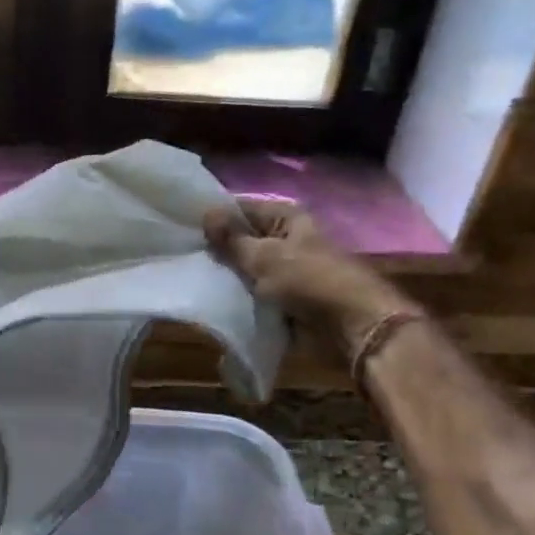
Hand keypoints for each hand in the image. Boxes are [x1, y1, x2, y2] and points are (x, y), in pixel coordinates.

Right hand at [204, 198, 421, 351]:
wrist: (352, 326)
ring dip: (228, 276)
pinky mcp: (287, 297)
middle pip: (244, 239)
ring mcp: (287, 268)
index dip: (214, 218)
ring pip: (247, 268)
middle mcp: (287, 238)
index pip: (241, 208)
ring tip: (193, 277)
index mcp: (285, 217)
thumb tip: (205, 213)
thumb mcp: (264, 256)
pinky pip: (256, 292)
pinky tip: (215, 299)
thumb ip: (232, 239)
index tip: (183, 229)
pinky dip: (241, 297)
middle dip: (218, 249)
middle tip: (183, 256)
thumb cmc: (308, 281)